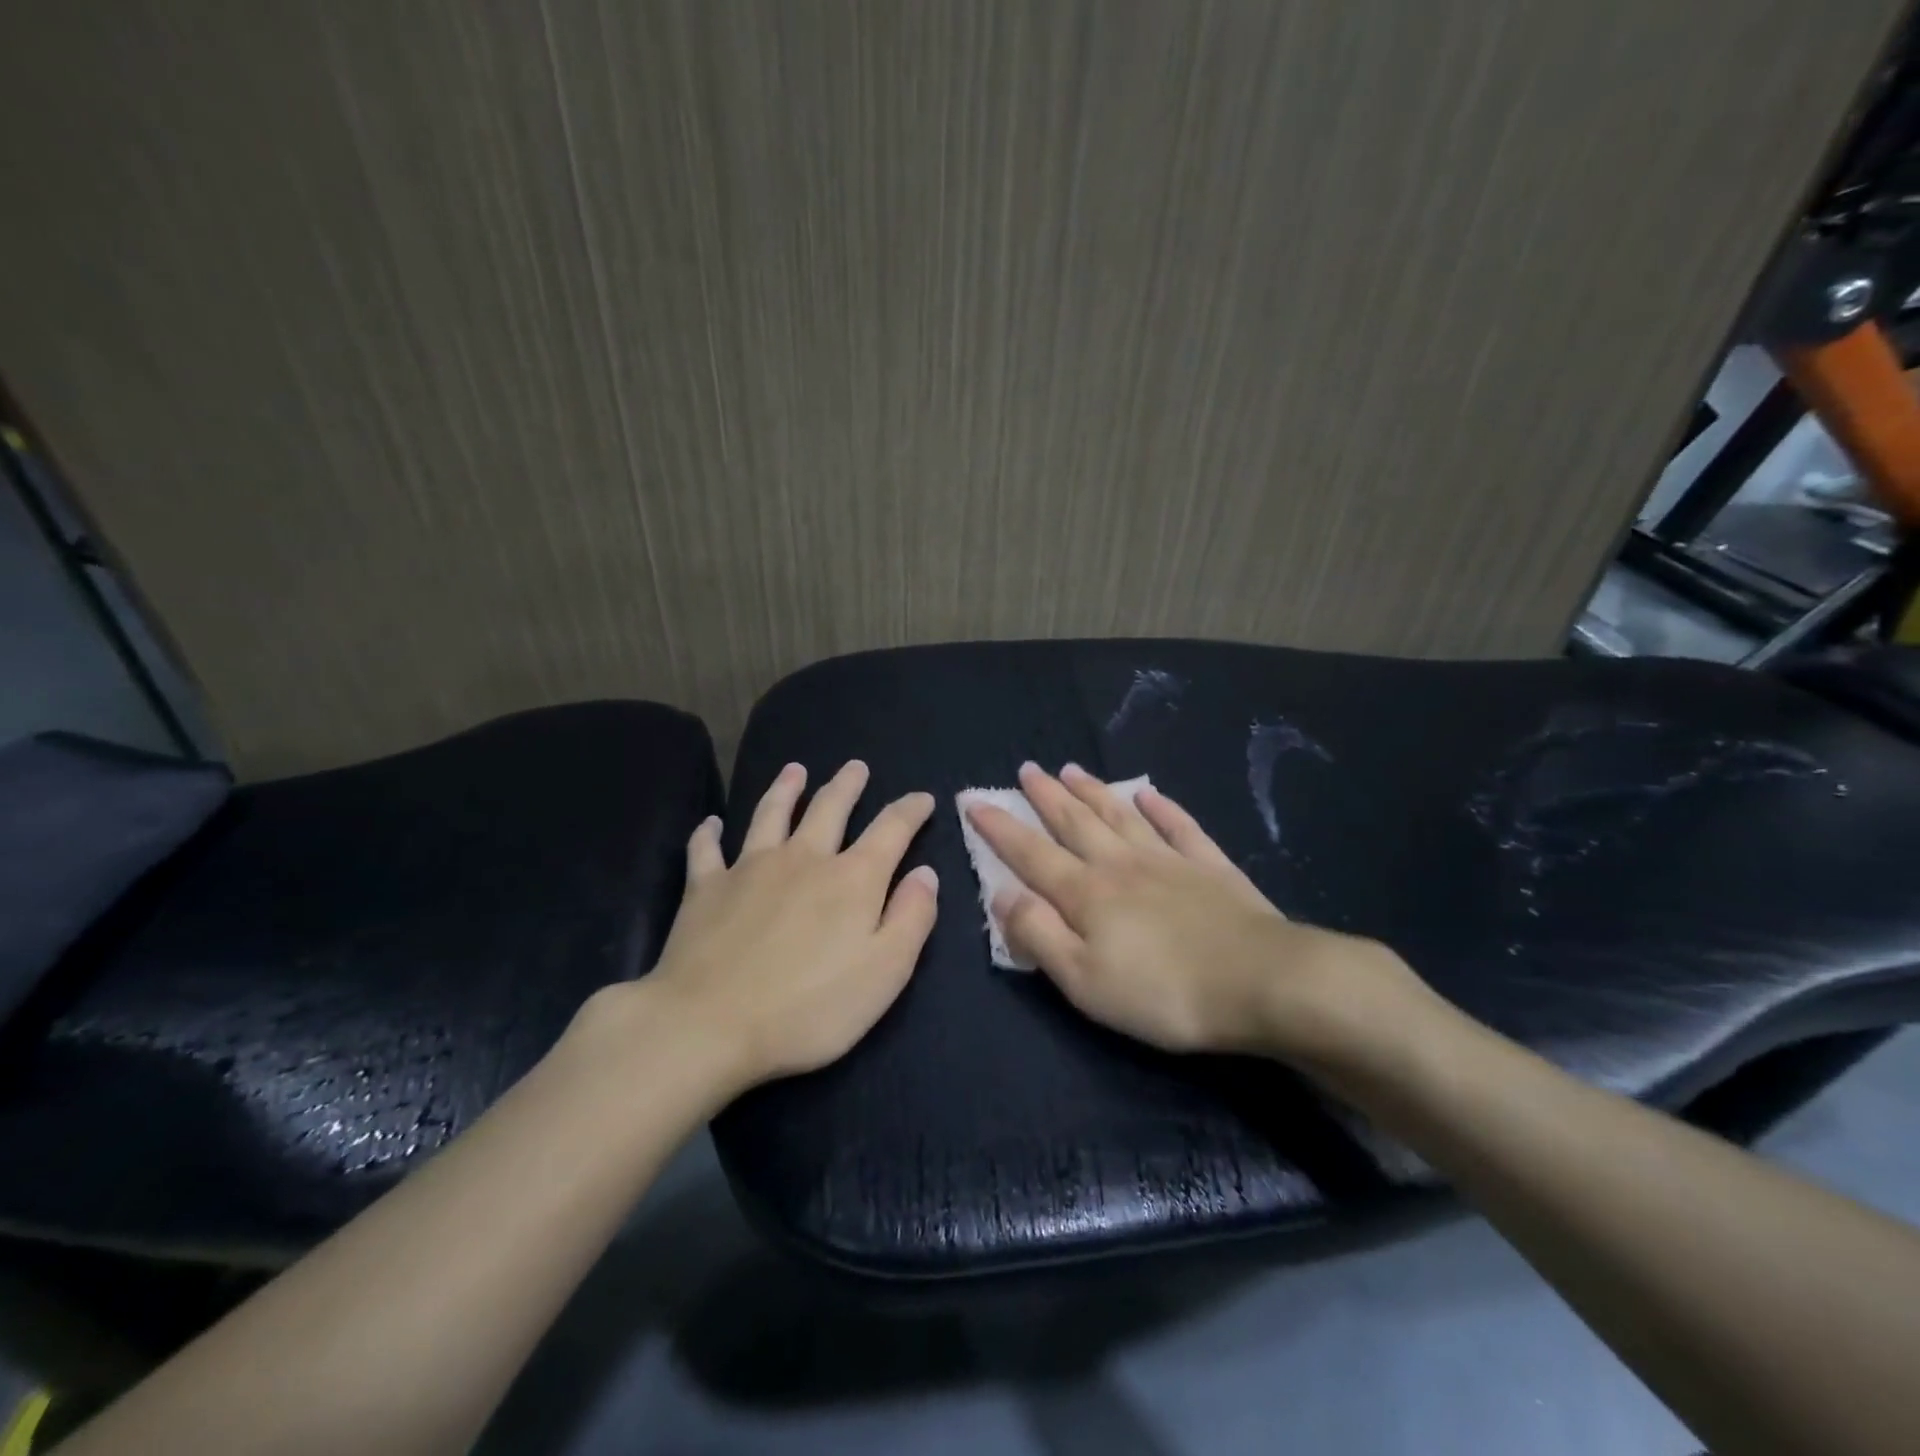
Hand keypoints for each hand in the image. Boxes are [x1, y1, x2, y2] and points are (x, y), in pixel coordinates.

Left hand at [640, 761, 938, 1093]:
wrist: (708, 1025)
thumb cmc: (808, 1008)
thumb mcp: (885, 972)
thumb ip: (912, 918)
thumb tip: (926, 873)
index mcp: (852, 879)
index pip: (891, 829)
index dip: (910, 810)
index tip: (923, 798)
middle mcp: (803, 859)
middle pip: (829, 808)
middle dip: (847, 785)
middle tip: (856, 766)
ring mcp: (749, 868)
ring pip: (771, 814)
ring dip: (786, 789)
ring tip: (794, 770)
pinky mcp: (705, 888)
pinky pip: (706, 850)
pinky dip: (709, 833)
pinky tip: (711, 824)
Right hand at [965, 763, 1429, 1067]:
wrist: (1261, 983)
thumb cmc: (1162, 993)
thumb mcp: (1083, 980)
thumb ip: (1038, 934)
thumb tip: (1001, 894)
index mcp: (1086, 893)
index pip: (1030, 853)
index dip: (1000, 827)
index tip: (974, 800)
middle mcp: (1120, 864)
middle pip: (1075, 822)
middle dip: (1046, 795)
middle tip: (1026, 769)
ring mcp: (1168, 860)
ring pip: (1120, 815)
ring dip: (1093, 791)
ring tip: (1072, 769)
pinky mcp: (1210, 867)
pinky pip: (1180, 826)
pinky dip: (1162, 807)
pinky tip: (1149, 793)